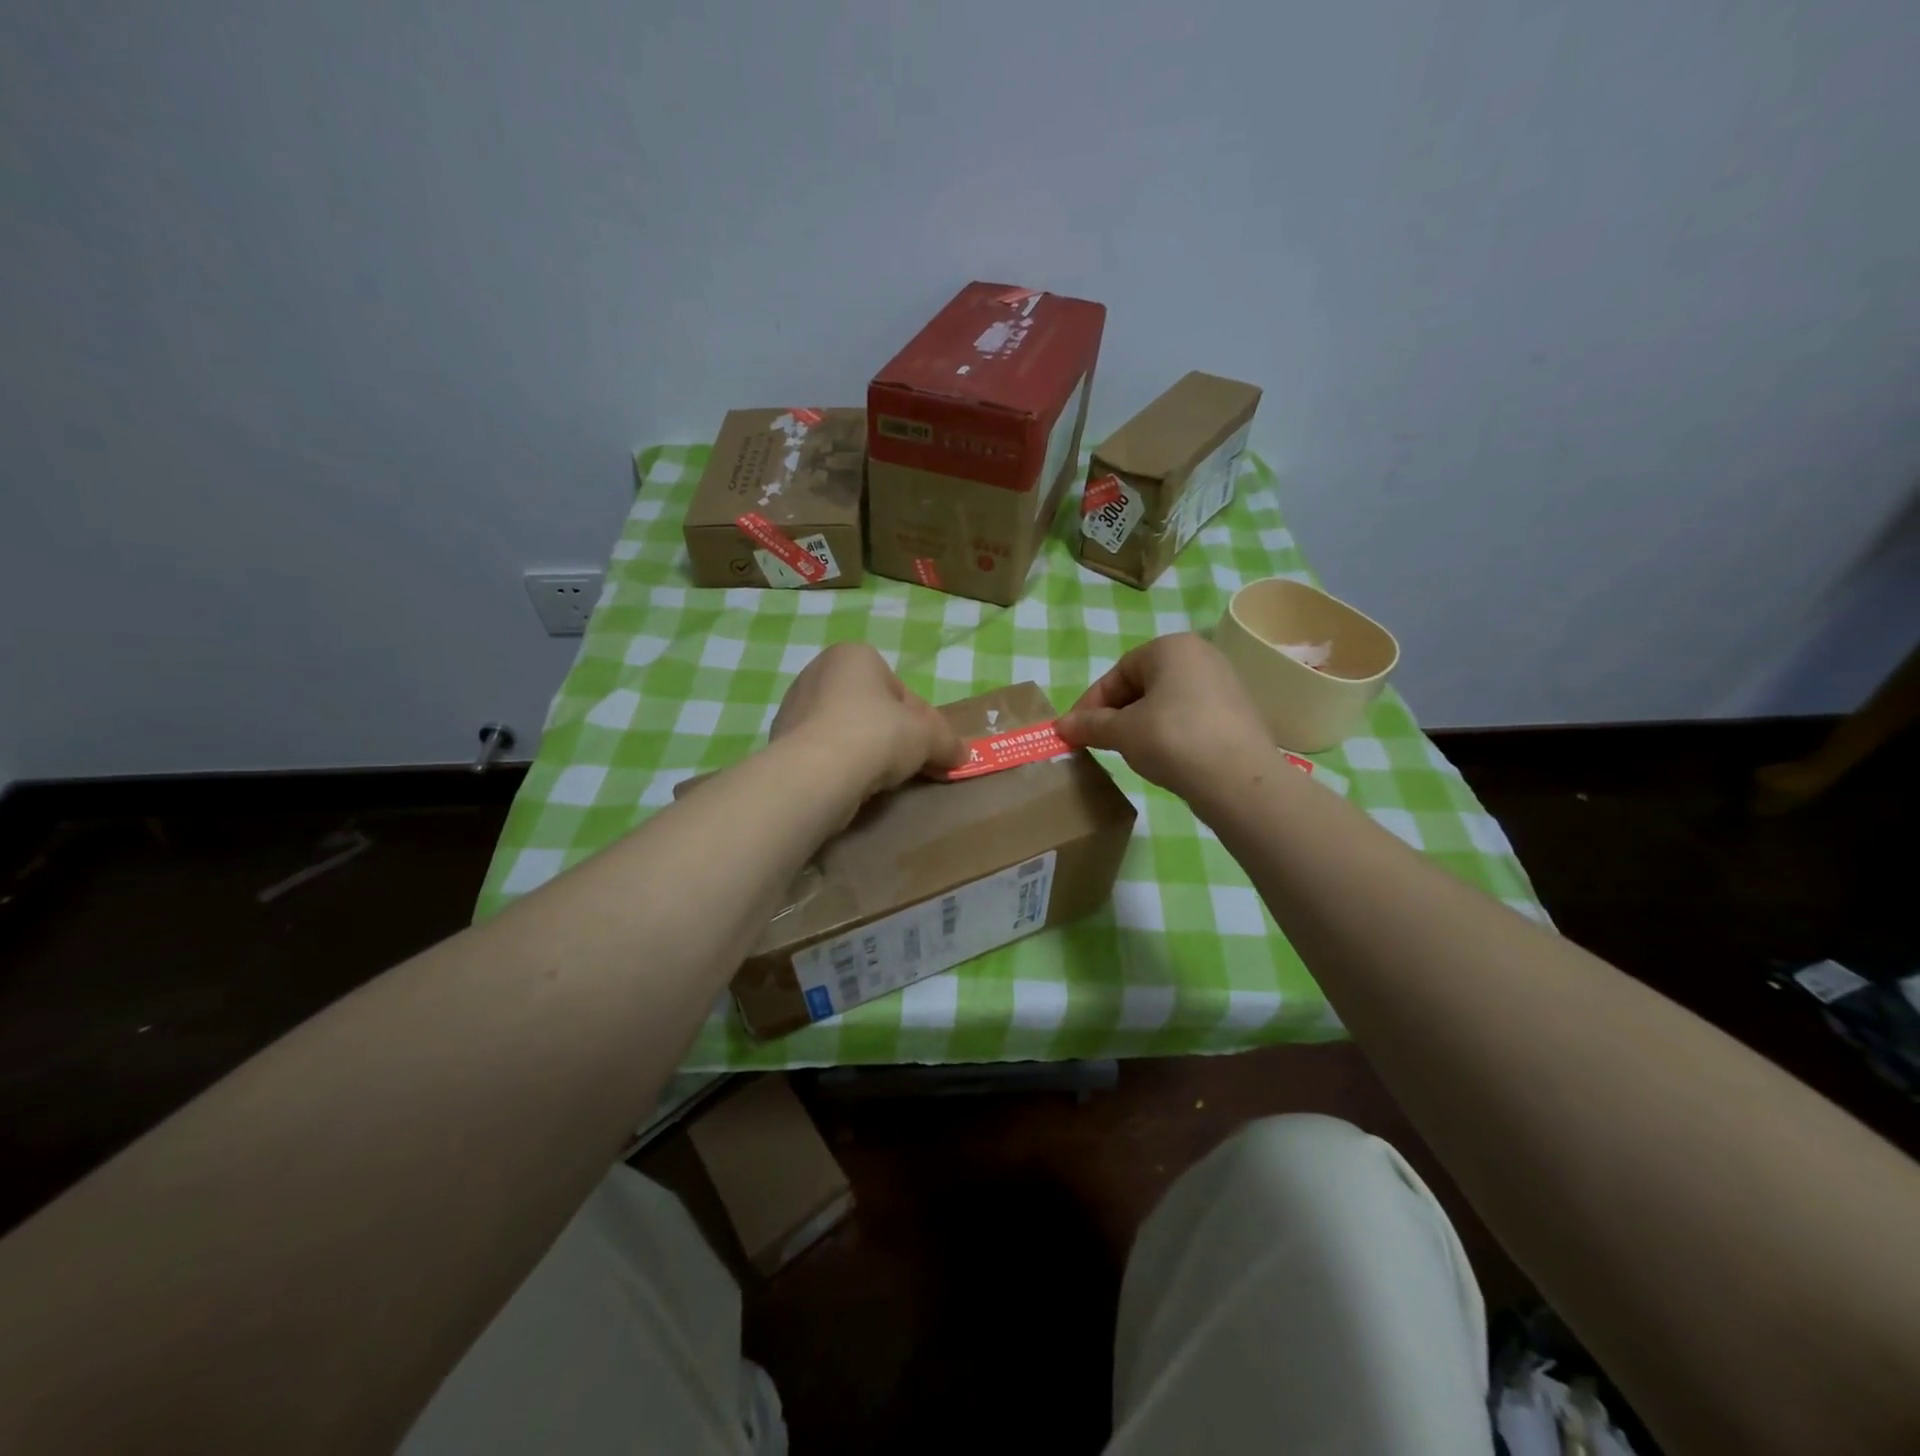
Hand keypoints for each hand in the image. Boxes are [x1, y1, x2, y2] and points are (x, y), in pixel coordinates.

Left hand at [771, 643, 967, 798]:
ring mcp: (794, 707)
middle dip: (891, 734)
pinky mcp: (781, 741)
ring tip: (879, 778)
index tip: (928, 747)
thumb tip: (961, 754)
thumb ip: (947, 741)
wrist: (816, 773)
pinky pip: (823, 751)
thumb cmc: (877, 735)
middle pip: (870, 708)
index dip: (920, 721)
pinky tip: (851, 784)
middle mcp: (818, 672)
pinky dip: (840, 765)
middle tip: (907, 763)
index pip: (899, 689)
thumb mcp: (928, 736)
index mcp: (854, 656)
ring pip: (845, 730)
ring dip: (865, 750)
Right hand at [1056, 634, 1271, 798]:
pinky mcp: (1236, 713)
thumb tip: (1060, 726)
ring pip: (1166, 702)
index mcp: (1171, 648)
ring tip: (1130, 752)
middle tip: (1100, 742)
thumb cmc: (1173, 740)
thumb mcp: (1122, 732)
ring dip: (1141, 724)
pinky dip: (1169, 733)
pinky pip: (1190, 717)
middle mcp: (1200, 656)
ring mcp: (1223, 684)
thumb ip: (1089, 725)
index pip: (1118, 672)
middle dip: (1116, 713)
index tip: (1076, 731)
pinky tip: (1164, 758)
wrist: (1240, 780)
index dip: (1091, 703)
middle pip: (1143, 684)